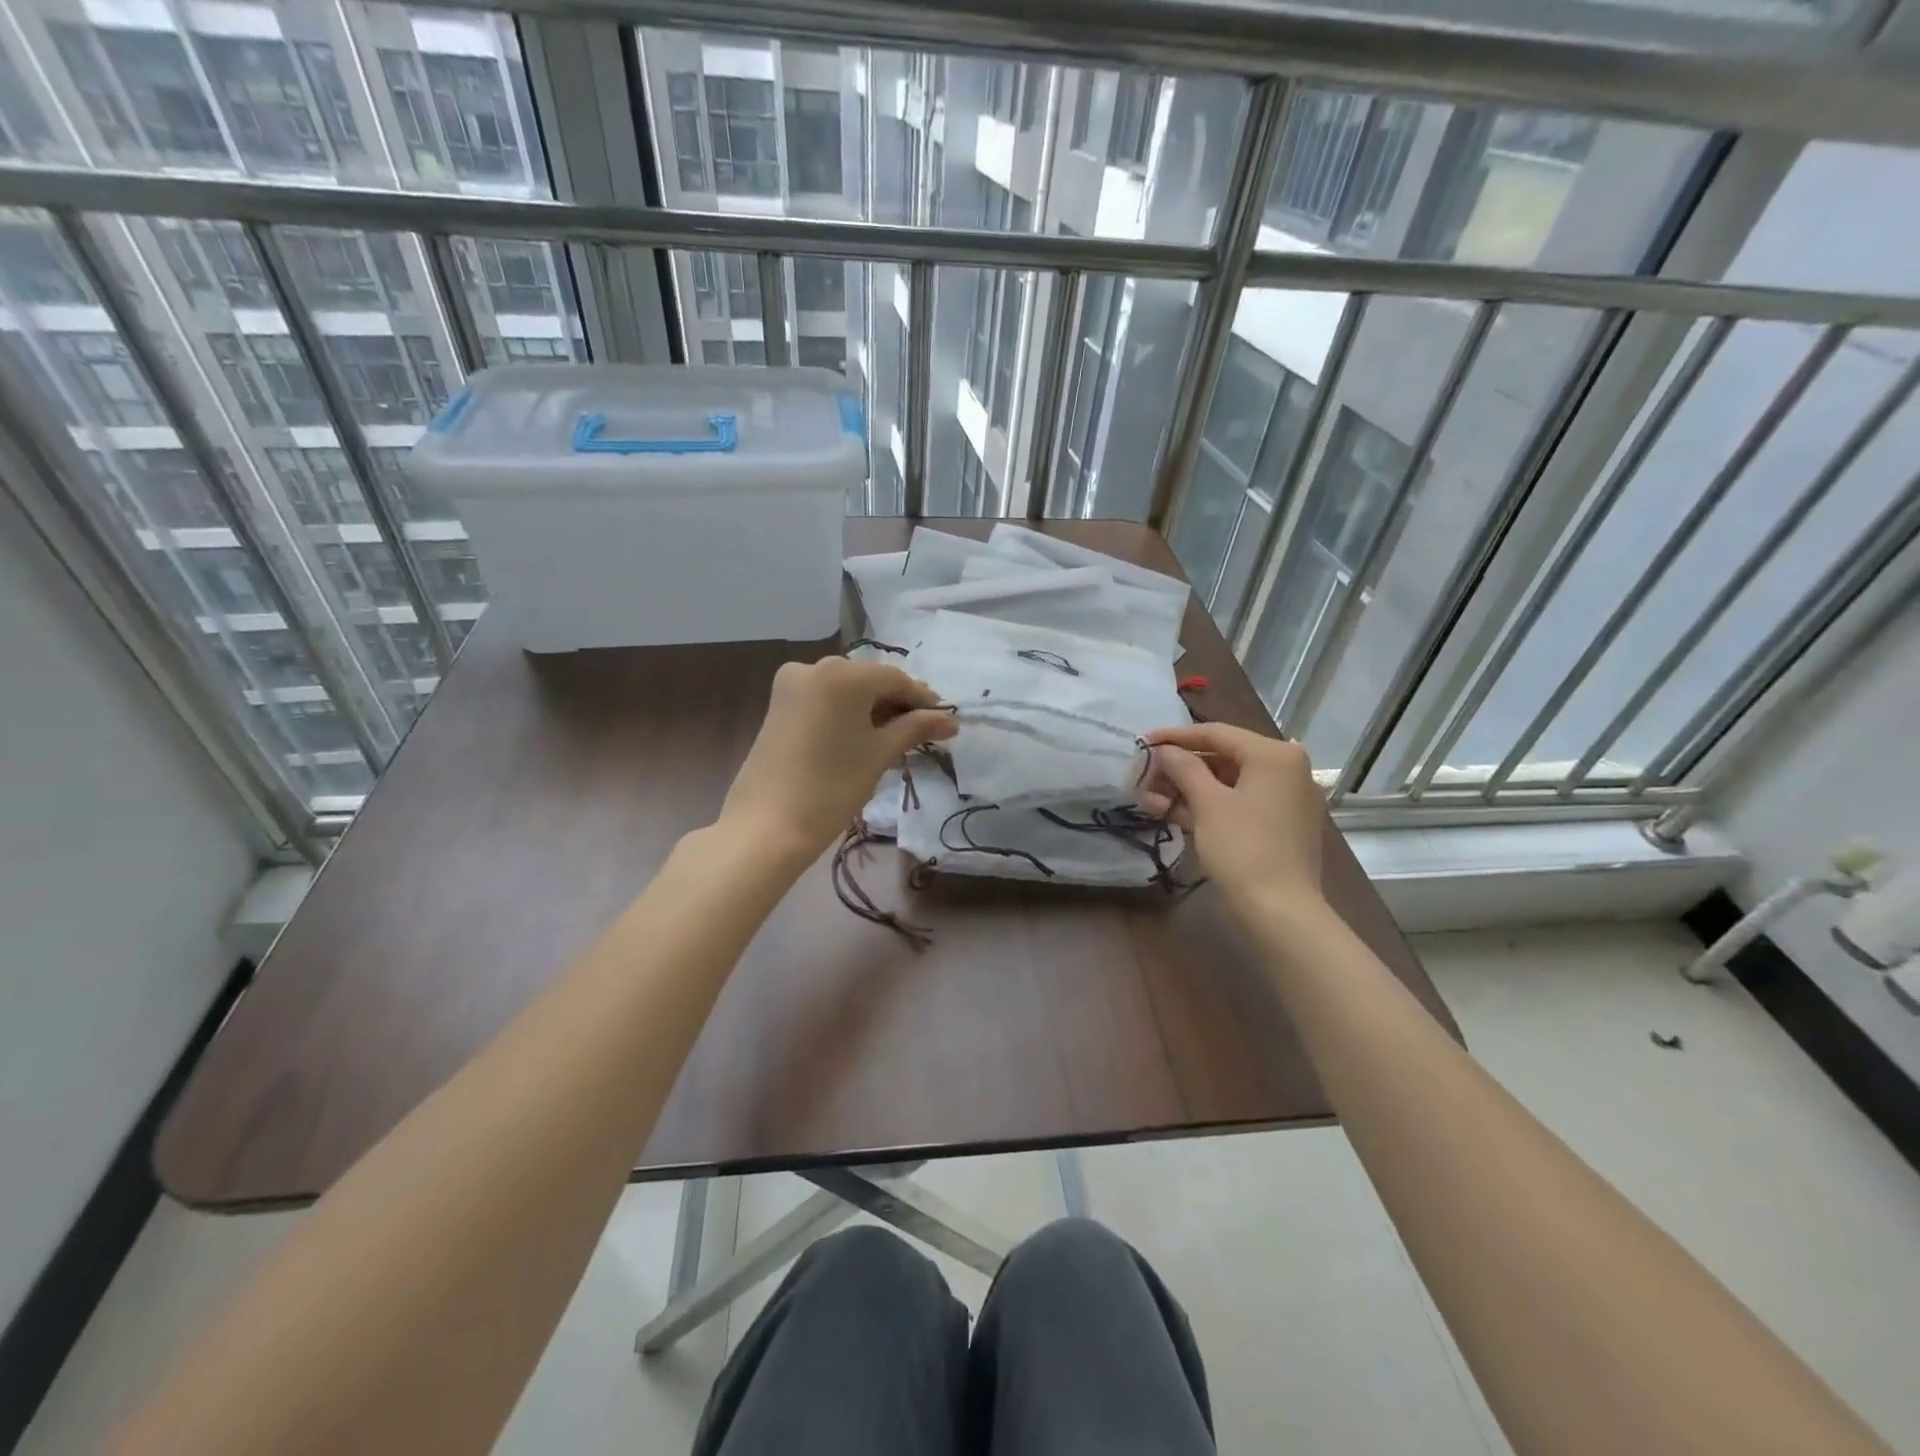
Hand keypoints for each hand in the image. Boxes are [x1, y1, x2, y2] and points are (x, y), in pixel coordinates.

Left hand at [720, 656, 957, 859]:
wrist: (768, 824)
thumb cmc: (833, 786)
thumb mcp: (880, 753)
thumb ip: (916, 728)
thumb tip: (951, 720)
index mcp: (843, 673)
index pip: (895, 679)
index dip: (923, 699)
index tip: (945, 720)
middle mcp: (815, 666)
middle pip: (869, 680)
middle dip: (896, 702)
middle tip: (923, 730)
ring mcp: (792, 684)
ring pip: (845, 689)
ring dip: (871, 707)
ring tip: (895, 736)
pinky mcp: (778, 703)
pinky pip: (824, 698)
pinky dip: (846, 711)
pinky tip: (861, 735)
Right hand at [1136, 723, 1324, 913]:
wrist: (1280, 912)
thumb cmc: (1243, 849)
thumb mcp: (1207, 803)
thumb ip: (1183, 768)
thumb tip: (1165, 750)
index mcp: (1275, 755)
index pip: (1217, 733)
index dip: (1175, 737)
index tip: (1142, 742)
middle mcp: (1287, 769)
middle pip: (1223, 757)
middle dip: (1180, 769)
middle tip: (1145, 778)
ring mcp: (1286, 799)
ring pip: (1228, 782)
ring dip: (1188, 789)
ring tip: (1151, 802)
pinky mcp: (1281, 825)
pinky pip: (1240, 803)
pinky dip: (1209, 806)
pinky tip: (1174, 814)